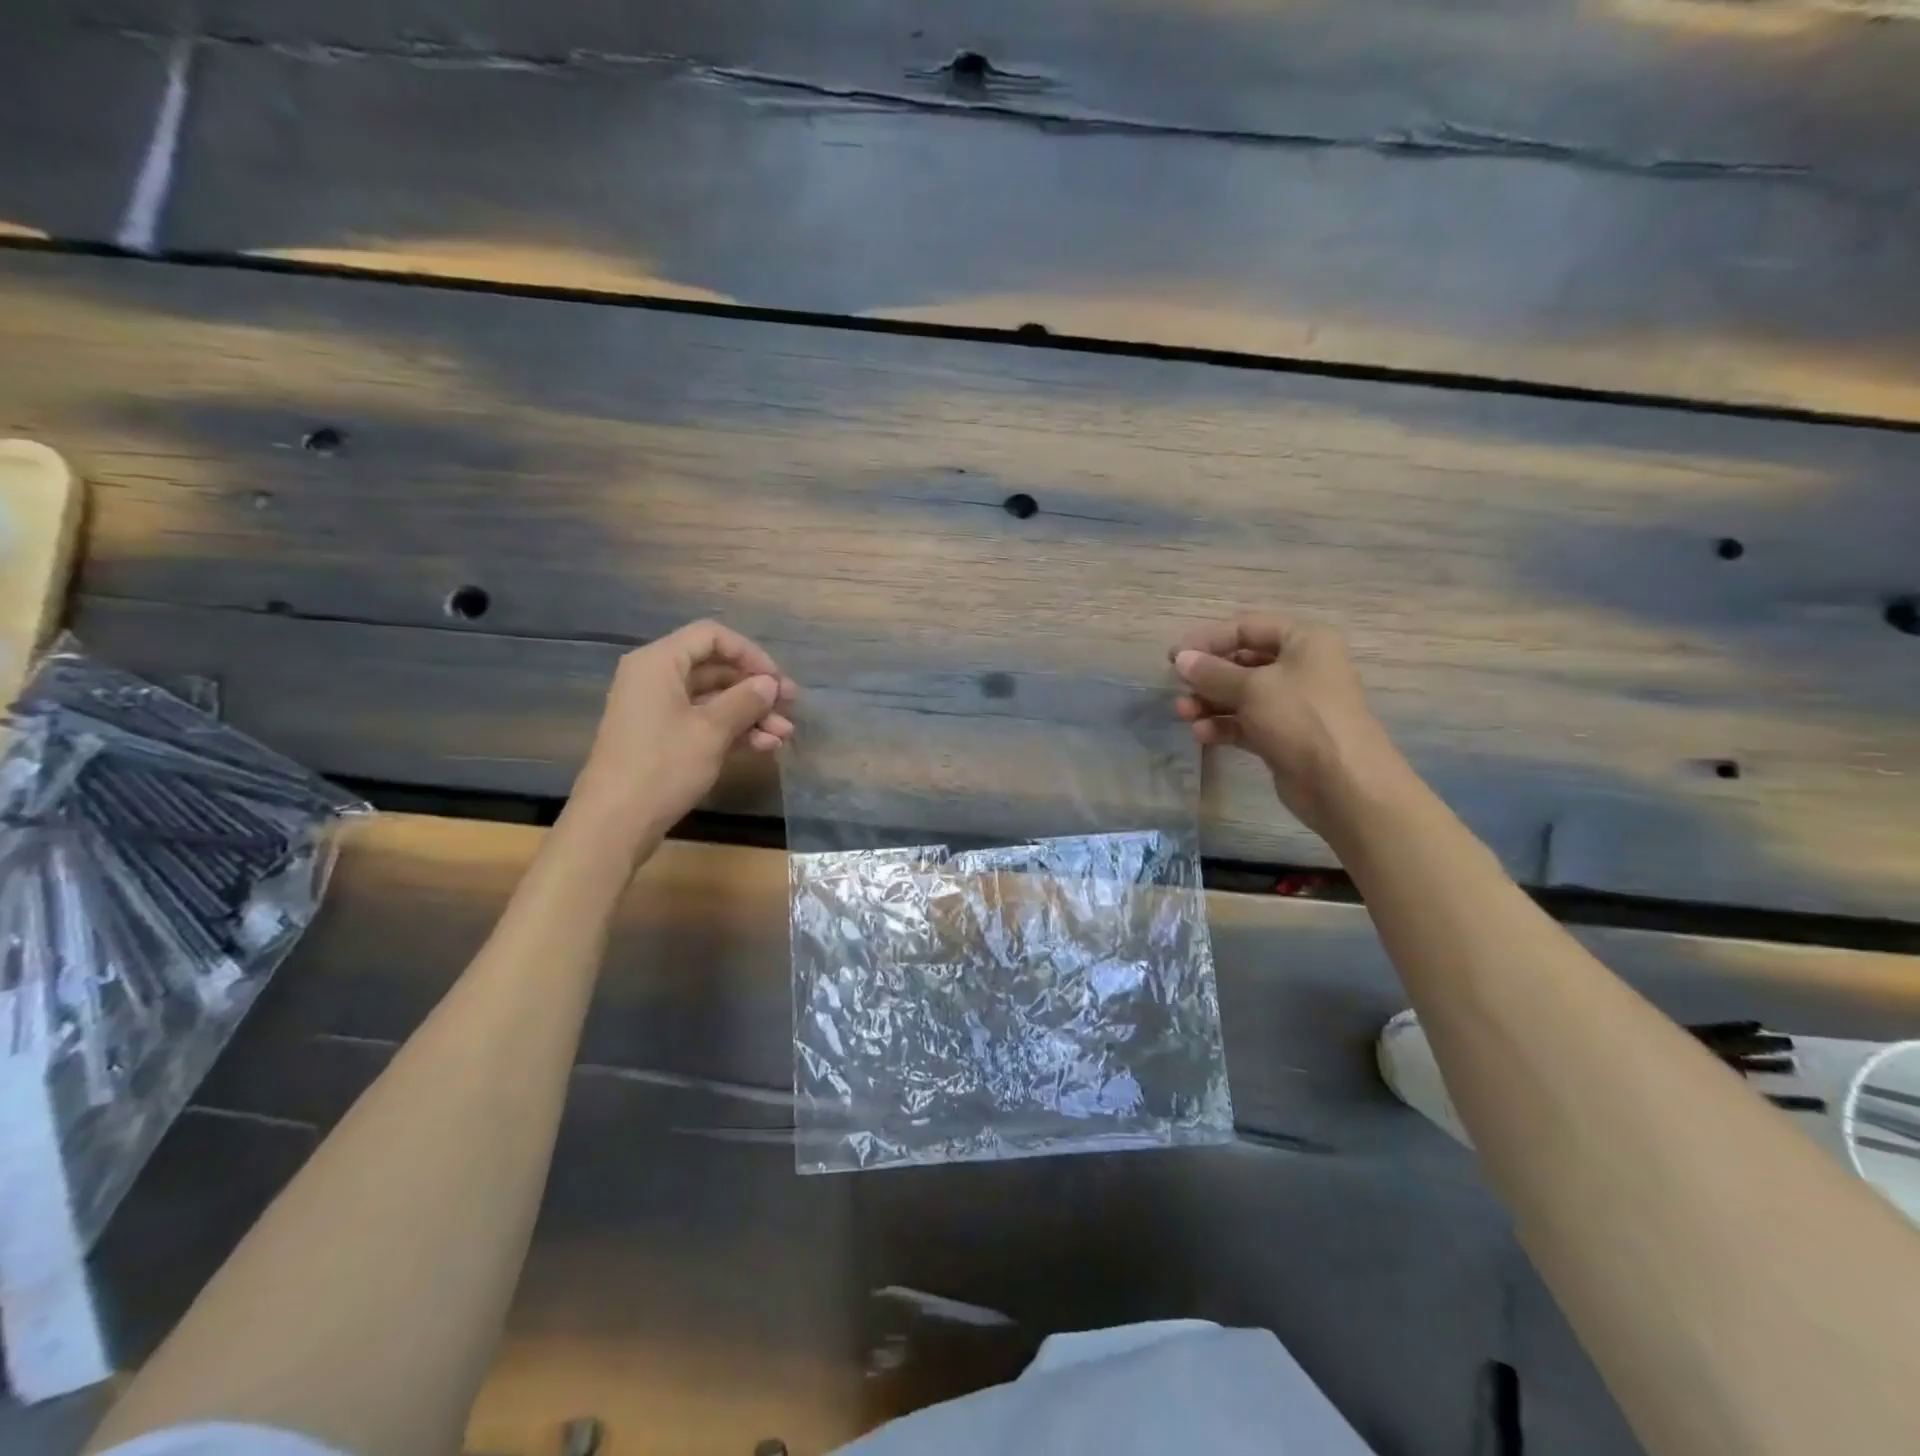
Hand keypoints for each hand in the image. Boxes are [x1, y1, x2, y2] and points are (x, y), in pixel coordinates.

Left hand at [569, 620, 795, 853]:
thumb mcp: (711, 730)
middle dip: (755, 689)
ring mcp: (658, 711)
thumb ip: (745, 700)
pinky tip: (765, 746)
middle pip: (715, 669)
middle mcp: (656, 679)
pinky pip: (704, 723)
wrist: (615, 823)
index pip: (711, 637)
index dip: (750, 654)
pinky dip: (734, 731)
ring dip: (751, 714)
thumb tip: (771, 683)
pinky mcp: (663, 739)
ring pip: (714, 700)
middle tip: (791, 707)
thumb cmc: (662, 766)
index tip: (777, 681)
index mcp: (659, 663)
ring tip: (784, 735)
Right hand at [1170, 613, 1410, 836]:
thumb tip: (1181, 659)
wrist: (1343, 784)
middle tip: (1178, 687)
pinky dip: (1223, 725)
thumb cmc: (1301, 719)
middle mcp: (1301, 667)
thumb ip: (1212, 672)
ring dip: (1210, 702)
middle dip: (1208, 675)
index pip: (1247, 628)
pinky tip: (1202, 734)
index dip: (1208, 639)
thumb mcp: (1252, 688)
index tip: (1175, 657)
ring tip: (1184, 713)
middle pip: (1243, 662)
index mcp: (1304, 641)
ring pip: (1242, 695)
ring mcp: (1293, 704)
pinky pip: (1246, 722)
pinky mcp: (1284, 736)